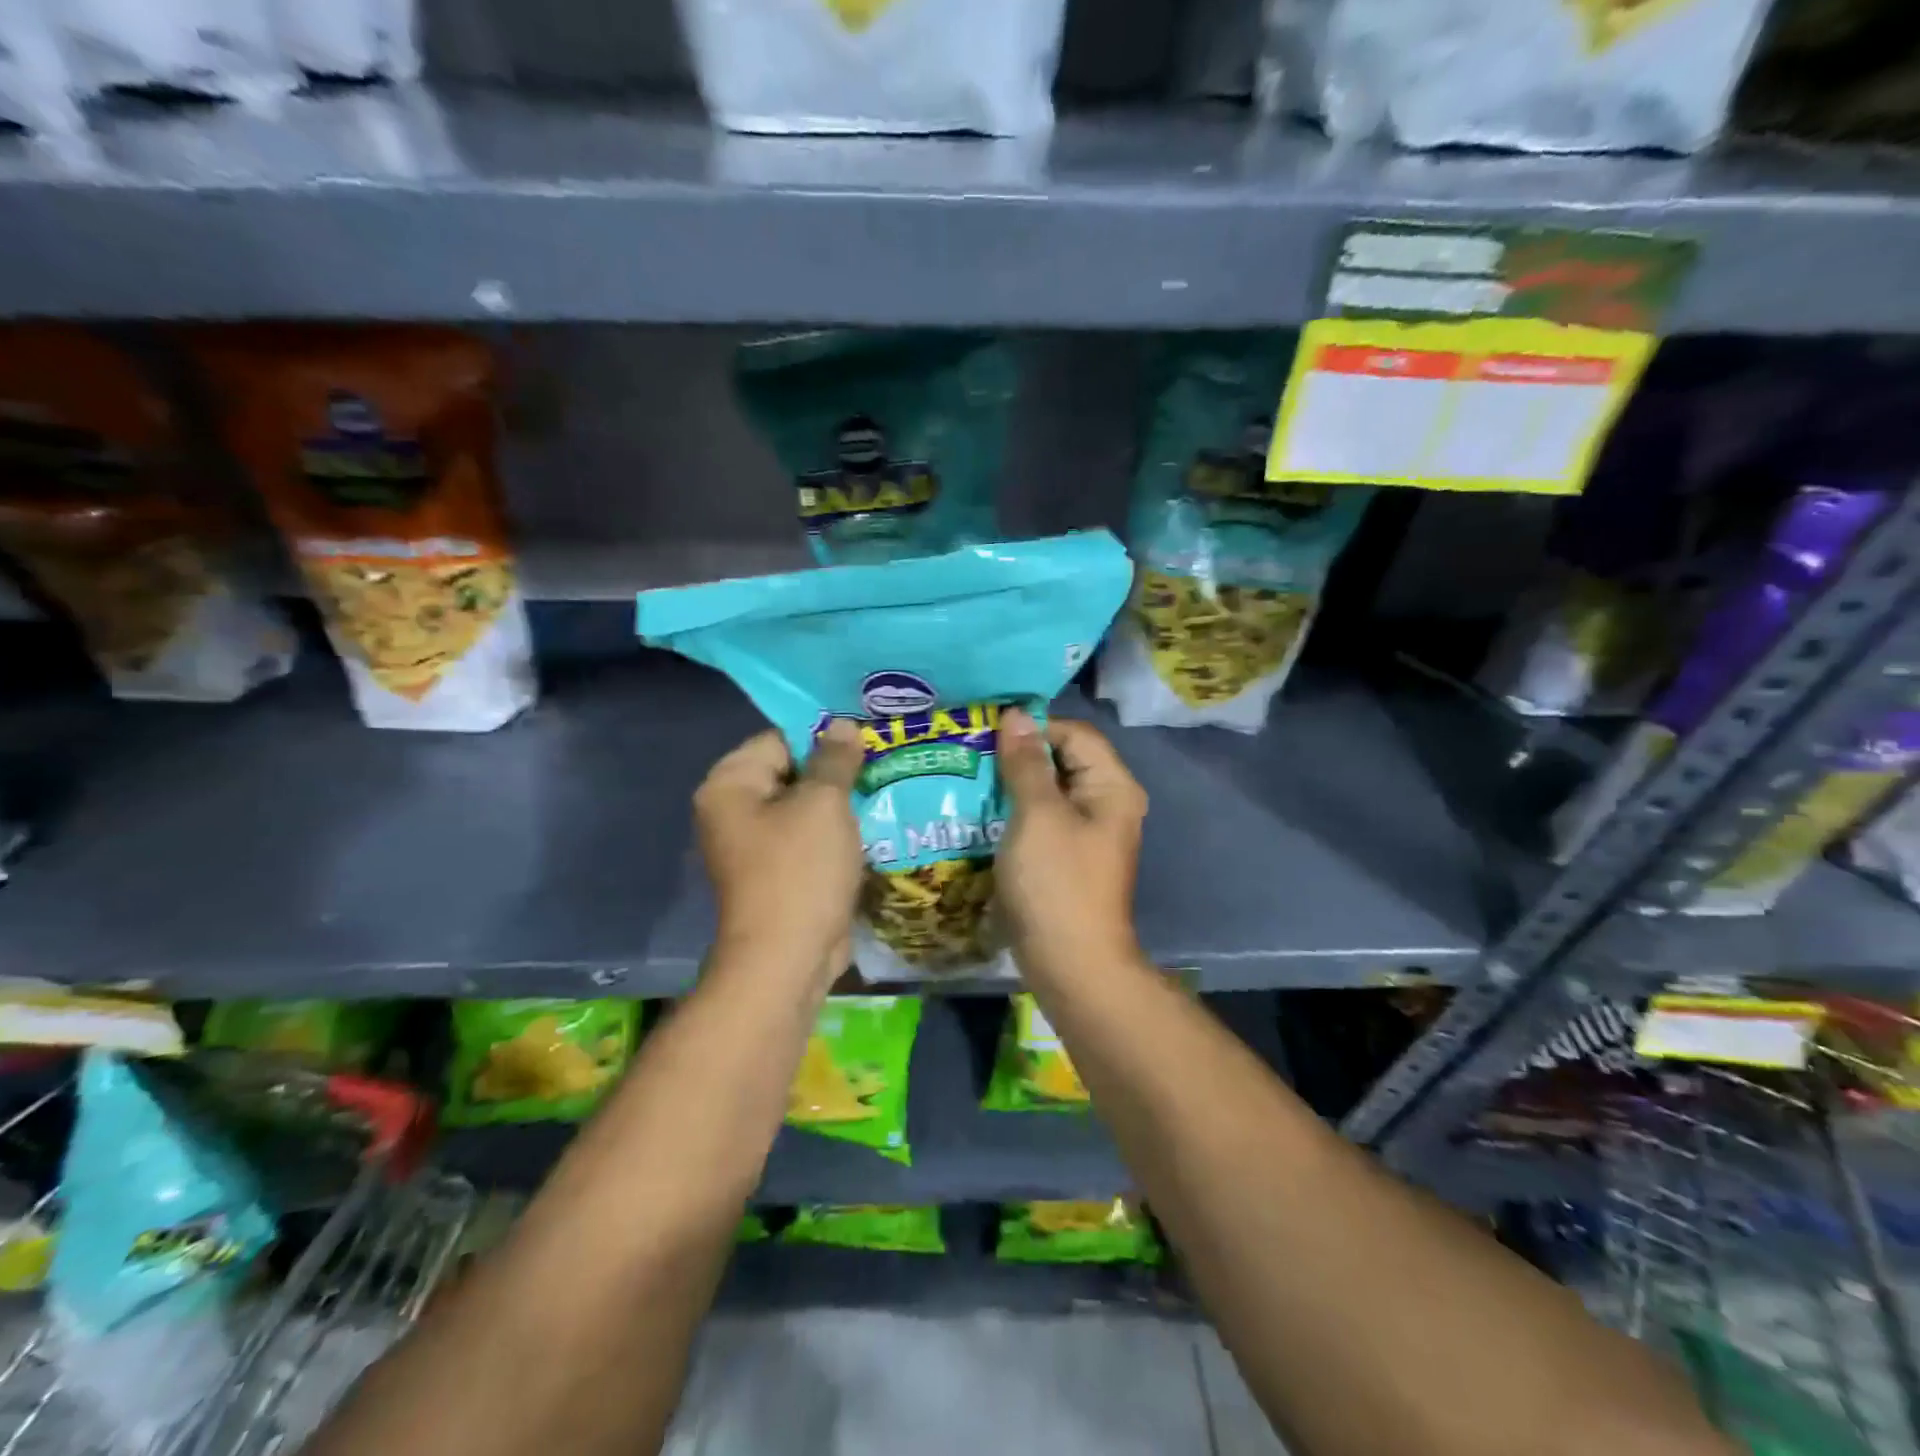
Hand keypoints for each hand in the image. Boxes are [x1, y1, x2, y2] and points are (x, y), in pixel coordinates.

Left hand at [695, 721, 864, 980]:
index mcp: (729, 785)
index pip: (779, 740)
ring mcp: (754, 846)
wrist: (788, 959)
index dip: (823, 738)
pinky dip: (835, 834)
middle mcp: (733, 811)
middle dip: (836, 771)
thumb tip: (842, 725)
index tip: (866, 740)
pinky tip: (872, 826)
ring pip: (804, 808)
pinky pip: (808, 838)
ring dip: (840, 804)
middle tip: (882, 762)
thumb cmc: (800, 870)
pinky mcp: (777, 873)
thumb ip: (834, 759)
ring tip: (883, 789)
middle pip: (791, 773)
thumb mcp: (823, 804)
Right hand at [995, 709, 1147, 972]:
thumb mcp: (1038, 815)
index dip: (1033, 728)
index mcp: (1111, 786)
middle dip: (1018, 755)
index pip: (1073, 734)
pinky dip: (1014, 812)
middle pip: (1062, 760)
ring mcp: (1086, 832)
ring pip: (1047, 790)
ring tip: (968, 777)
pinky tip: (980, 811)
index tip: (986, 733)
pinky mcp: (1066, 856)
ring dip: (1012, 784)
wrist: (1070, 963)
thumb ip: (1026, 762)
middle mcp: (1105, 803)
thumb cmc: (1057, 882)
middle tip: (970, 753)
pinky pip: (1041, 819)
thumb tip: (1015, 715)